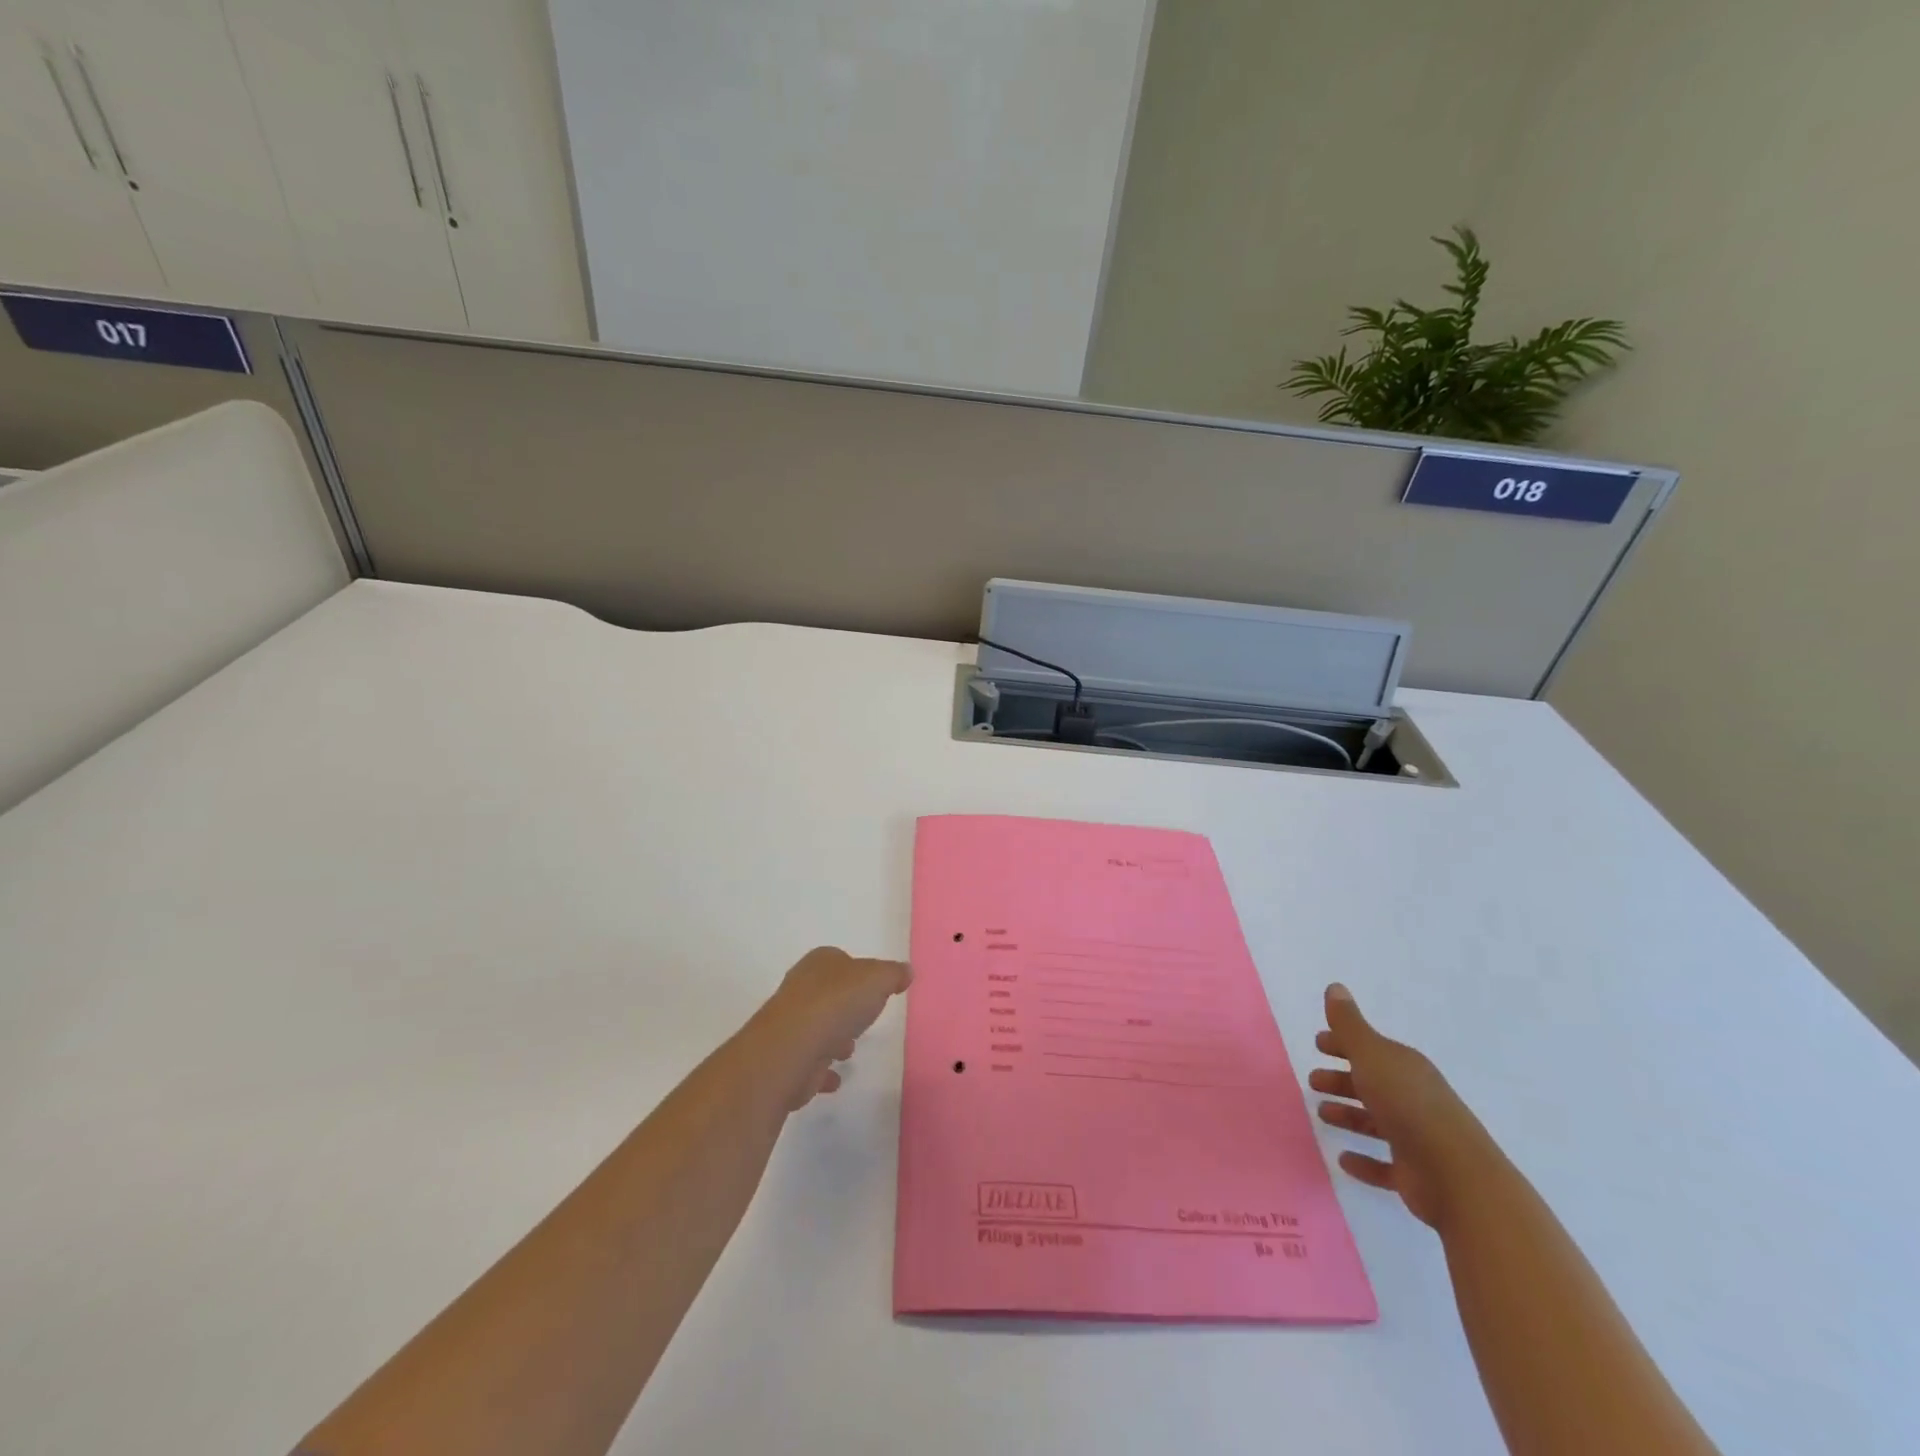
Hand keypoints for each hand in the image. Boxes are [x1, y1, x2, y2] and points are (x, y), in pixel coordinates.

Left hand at [753, 947, 911, 1108]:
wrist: (792, 1048)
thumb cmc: (837, 1003)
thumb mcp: (877, 978)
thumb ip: (893, 974)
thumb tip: (905, 971)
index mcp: (819, 964)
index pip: (839, 960)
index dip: (856, 972)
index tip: (873, 988)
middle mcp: (800, 989)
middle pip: (827, 994)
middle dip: (844, 1006)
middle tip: (863, 1019)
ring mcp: (790, 1024)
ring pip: (816, 1027)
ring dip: (832, 1038)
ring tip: (849, 1050)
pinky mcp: (786, 1058)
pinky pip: (809, 1062)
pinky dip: (821, 1070)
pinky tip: (835, 1079)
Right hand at [1310, 983, 1498, 1228]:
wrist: (1457, 1177)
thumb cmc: (1408, 1106)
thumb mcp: (1372, 1056)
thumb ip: (1349, 1024)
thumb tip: (1335, 987)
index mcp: (1404, 1068)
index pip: (1370, 1049)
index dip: (1343, 1044)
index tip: (1318, 1044)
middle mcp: (1413, 1098)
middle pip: (1371, 1084)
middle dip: (1342, 1080)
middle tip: (1313, 1081)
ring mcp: (1416, 1137)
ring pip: (1375, 1121)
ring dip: (1349, 1116)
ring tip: (1322, 1114)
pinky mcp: (1415, 1174)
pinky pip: (1384, 1163)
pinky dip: (1364, 1160)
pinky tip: (1343, 1159)